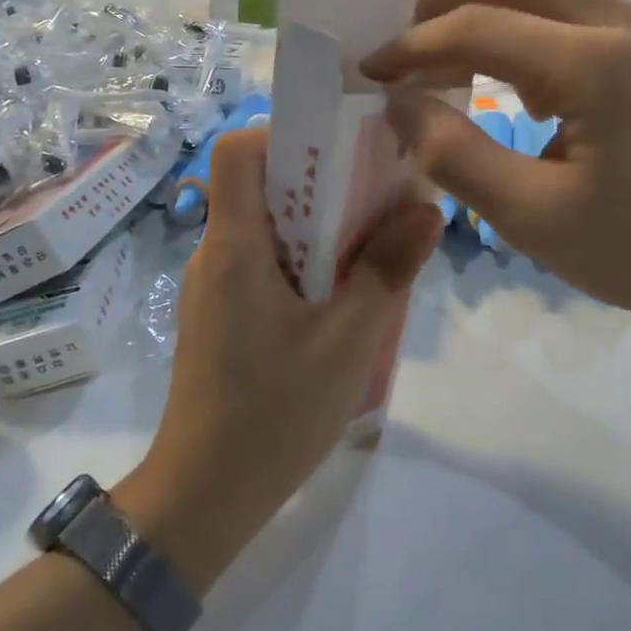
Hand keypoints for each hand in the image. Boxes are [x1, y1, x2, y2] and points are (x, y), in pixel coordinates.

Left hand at [118, 128, 440, 590]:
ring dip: (321, 225)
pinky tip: (347, 294)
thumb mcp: (347, 342)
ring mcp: (217, 286)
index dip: (286, 133)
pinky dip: (307, 260)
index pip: (239, 151)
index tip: (343, 149)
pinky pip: (267, 263)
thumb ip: (388, 271)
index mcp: (235, 246)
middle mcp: (217, 254)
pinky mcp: (225, 314)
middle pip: (261, 184)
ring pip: (269, 226)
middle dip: (323, 180)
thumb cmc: (273, 414)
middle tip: (382, 193)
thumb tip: (426, 210)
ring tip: (377, 241)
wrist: (204, 497)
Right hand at [363, 0, 630, 324]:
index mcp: (591, 63)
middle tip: (407, 46)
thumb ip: (453, 154)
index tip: (369, 73)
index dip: (410, 46)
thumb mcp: (530, 218)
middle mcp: (619, 21)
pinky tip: (508, 67)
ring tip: (448, 50)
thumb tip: (398, 103)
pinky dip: (524, 13)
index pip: (476, 25)